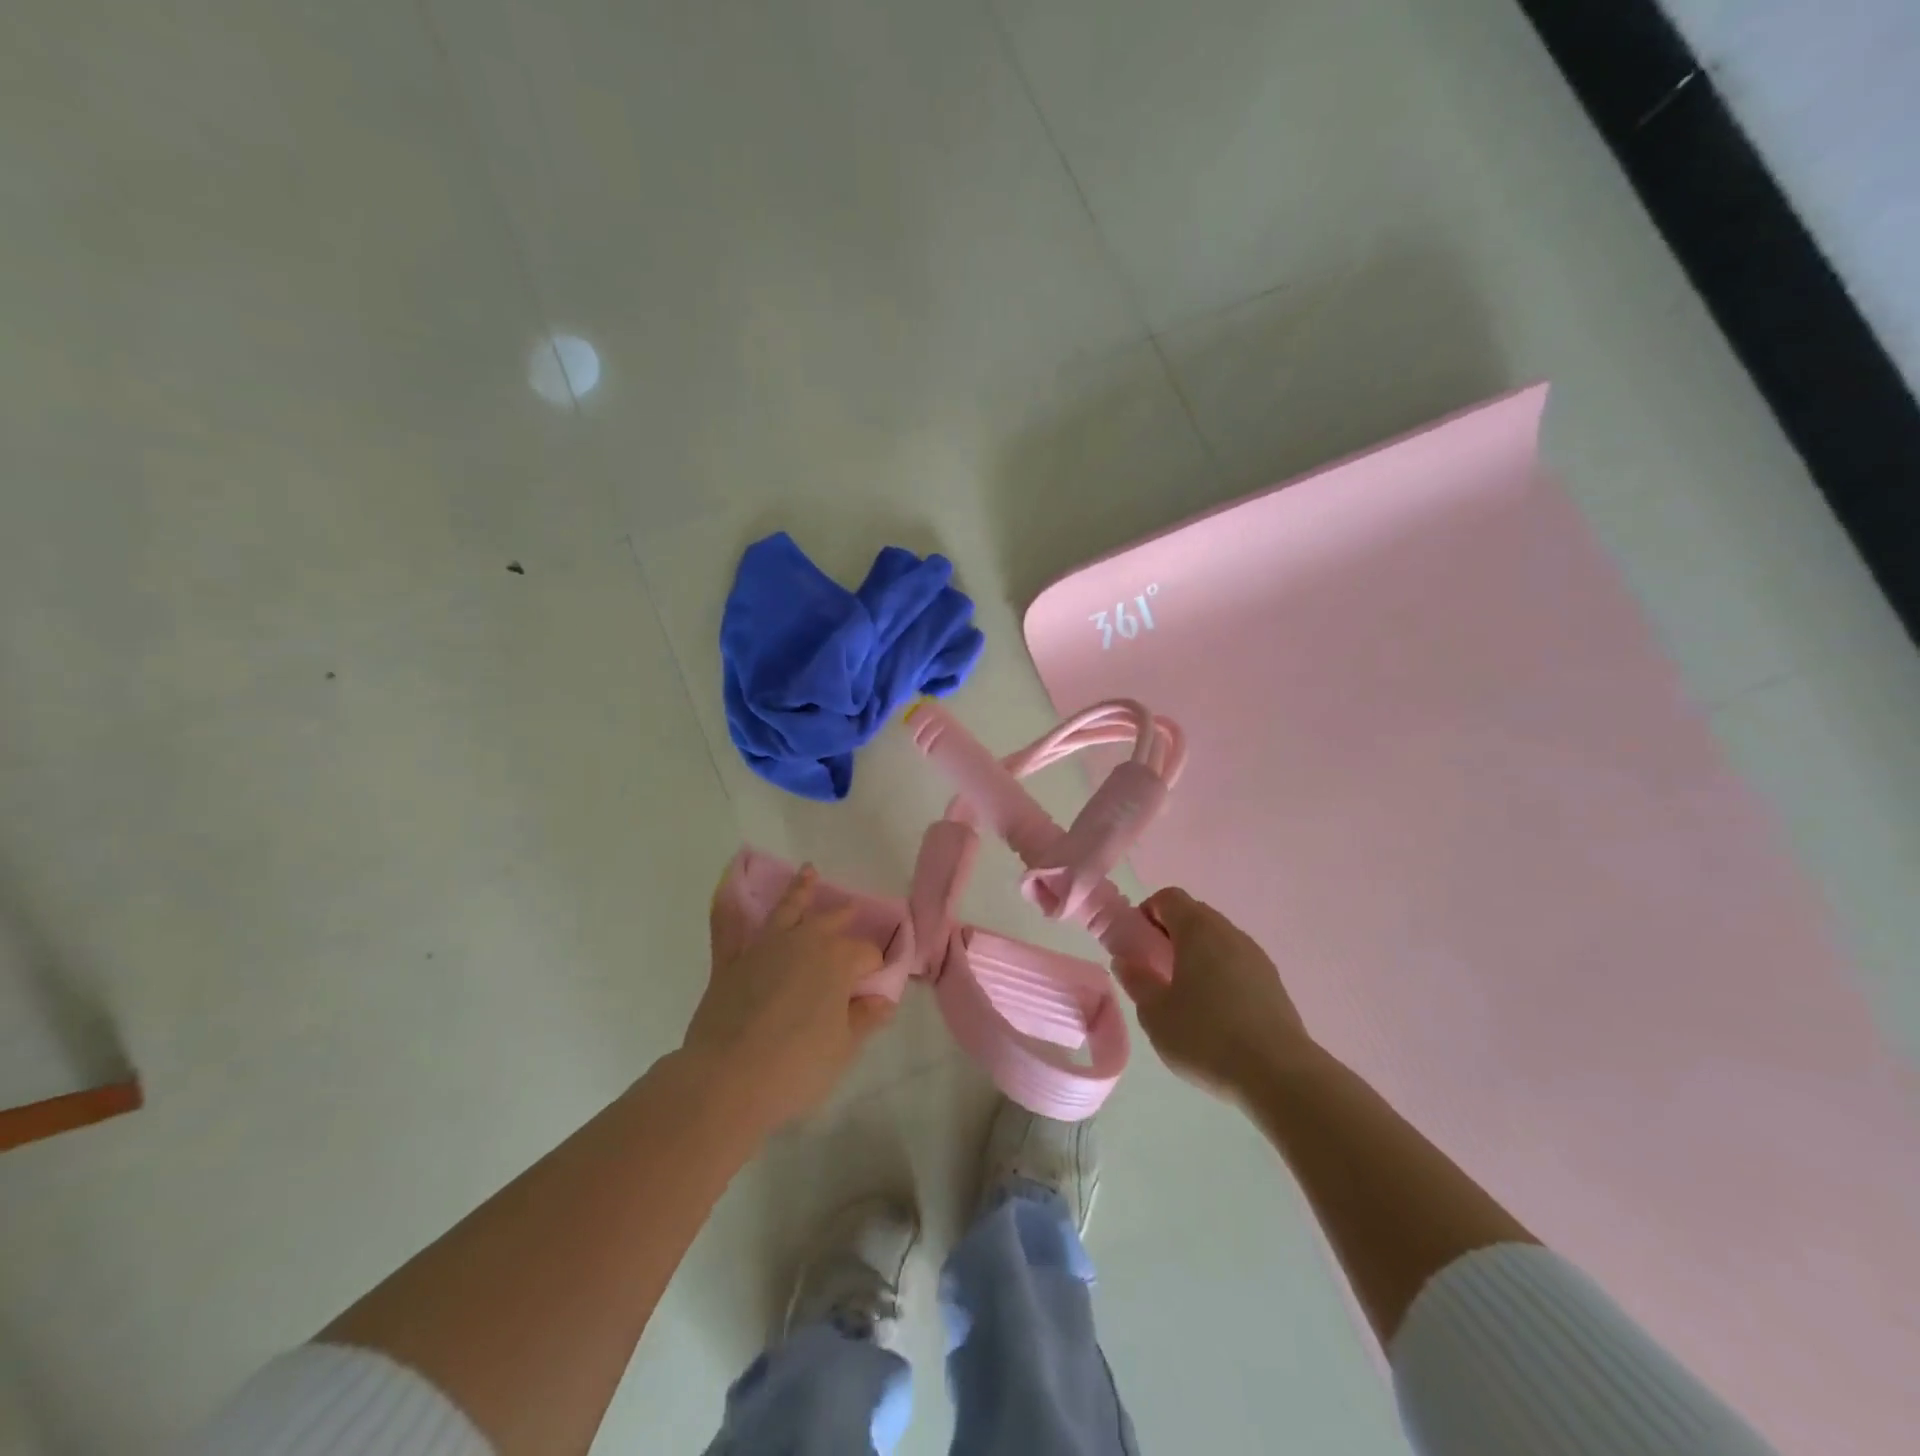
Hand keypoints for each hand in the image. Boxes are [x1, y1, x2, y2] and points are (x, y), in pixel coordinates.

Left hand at [683, 865, 893, 1133]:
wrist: (727, 1081)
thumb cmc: (797, 1067)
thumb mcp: (843, 1049)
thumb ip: (864, 1018)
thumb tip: (883, 1000)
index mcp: (838, 961)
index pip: (867, 955)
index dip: (874, 969)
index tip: (874, 988)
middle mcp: (803, 943)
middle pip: (831, 922)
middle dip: (845, 916)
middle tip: (853, 909)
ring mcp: (764, 948)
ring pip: (787, 910)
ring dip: (799, 890)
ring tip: (808, 872)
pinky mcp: (730, 963)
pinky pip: (728, 929)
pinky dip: (727, 908)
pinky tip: (728, 888)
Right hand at [1112, 887, 1318, 1101]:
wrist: (1279, 1075)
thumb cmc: (1206, 1036)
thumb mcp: (1155, 1014)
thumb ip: (1137, 981)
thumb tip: (1126, 961)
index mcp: (1198, 929)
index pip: (1168, 898)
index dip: (1146, 913)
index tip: (1136, 945)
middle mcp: (1229, 932)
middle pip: (1194, 915)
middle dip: (1170, 934)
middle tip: (1154, 969)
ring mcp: (1256, 956)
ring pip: (1217, 940)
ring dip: (1196, 955)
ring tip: (1184, 996)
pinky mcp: (1273, 983)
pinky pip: (1236, 963)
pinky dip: (1219, 974)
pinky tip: (1214, 1013)